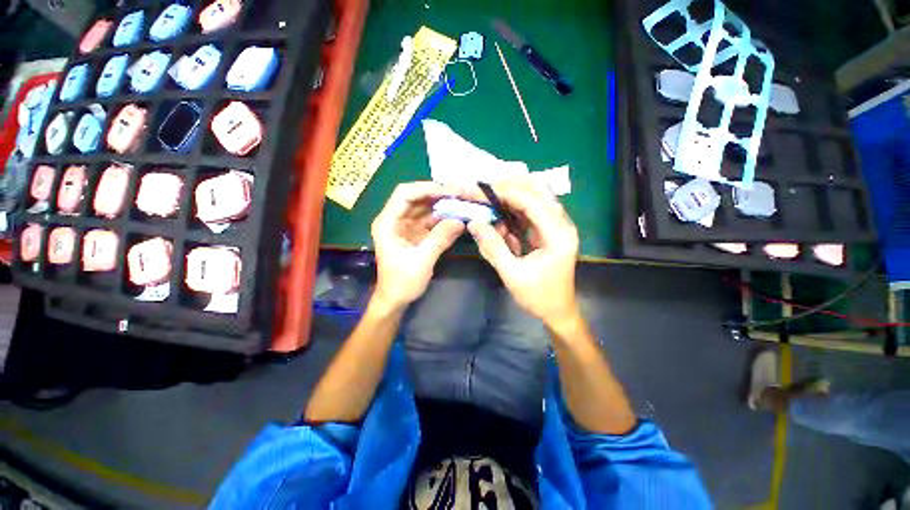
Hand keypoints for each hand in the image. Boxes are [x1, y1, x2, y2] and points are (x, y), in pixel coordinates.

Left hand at [371, 181, 464, 311]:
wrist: (395, 300)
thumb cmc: (401, 283)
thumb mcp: (421, 261)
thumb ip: (440, 239)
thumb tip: (460, 221)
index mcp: (388, 223)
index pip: (405, 194)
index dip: (427, 188)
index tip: (450, 191)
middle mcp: (395, 219)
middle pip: (416, 197)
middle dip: (438, 194)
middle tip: (461, 194)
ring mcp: (405, 226)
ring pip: (424, 207)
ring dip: (442, 204)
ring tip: (462, 202)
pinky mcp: (415, 233)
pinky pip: (430, 220)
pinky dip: (443, 217)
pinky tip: (457, 216)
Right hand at [466, 177, 579, 326]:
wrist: (558, 312)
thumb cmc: (538, 297)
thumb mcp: (512, 274)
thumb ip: (493, 247)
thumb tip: (473, 222)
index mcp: (558, 233)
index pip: (530, 200)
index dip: (503, 192)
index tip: (478, 191)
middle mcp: (560, 223)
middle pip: (533, 192)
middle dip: (504, 190)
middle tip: (479, 193)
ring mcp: (555, 225)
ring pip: (530, 198)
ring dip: (506, 200)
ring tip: (484, 204)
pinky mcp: (546, 230)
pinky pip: (526, 213)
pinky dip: (509, 214)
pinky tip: (496, 221)